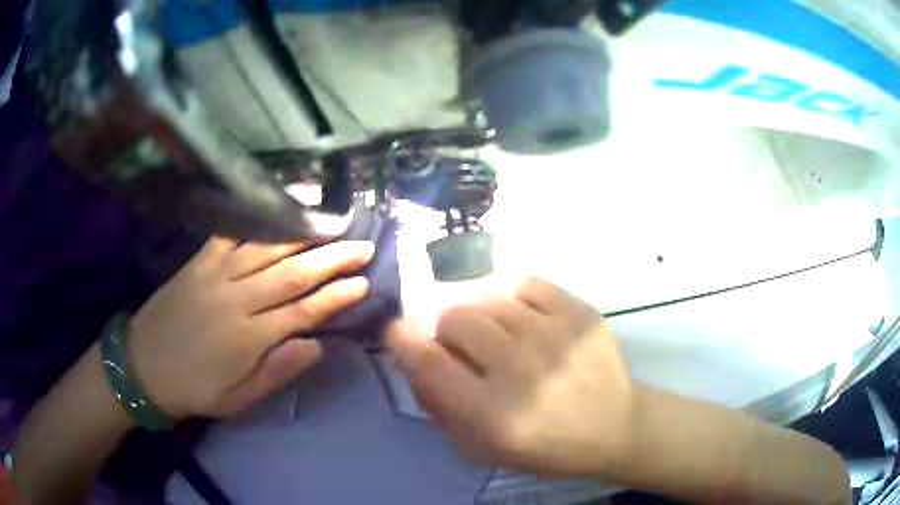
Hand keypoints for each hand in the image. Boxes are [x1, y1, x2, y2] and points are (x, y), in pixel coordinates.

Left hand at [127, 237, 373, 419]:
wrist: (142, 366)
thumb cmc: (194, 389)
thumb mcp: (238, 400)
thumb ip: (277, 373)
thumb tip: (317, 345)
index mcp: (248, 338)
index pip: (303, 311)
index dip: (336, 296)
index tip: (364, 282)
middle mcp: (236, 299)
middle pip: (291, 273)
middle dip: (331, 258)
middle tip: (362, 245)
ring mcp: (215, 275)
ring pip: (266, 248)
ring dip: (302, 233)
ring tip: (330, 221)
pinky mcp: (198, 262)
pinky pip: (229, 233)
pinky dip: (254, 219)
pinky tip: (275, 207)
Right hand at [387, 277, 633, 476]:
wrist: (615, 425)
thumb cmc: (546, 445)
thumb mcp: (483, 447)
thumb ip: (440, 405)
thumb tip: (413, 355)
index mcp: (494, 415)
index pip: (429, 364)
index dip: (405, 341)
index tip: (398, 331)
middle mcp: (522, 372)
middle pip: (456, 319)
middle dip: (447, 330)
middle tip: (462, 344)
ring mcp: (555, 336)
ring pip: (488, 299)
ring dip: (480, 314)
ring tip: (497, 333)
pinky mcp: (581, 313)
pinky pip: (526, 284)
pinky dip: (513, 297)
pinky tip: (523, 317)